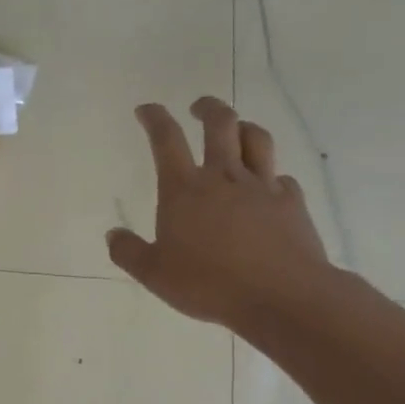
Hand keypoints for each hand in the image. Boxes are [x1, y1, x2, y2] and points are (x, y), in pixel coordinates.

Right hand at [107, 99, 331, 335]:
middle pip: (219, 124)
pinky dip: (271, 175)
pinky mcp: (291, 203)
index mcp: (184, 190)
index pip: (166, 140)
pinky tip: (268, 186)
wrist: (281, 296)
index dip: (155, 118)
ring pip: (256, 139)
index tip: (146, 109)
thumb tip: (113, 235)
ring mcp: (262, 187)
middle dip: (207, 108)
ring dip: (243, 127)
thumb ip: (129, 253)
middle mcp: (223, 178)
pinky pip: (281, 178)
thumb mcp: (154, 275)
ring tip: (236, 130)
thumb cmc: (209, 284)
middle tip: (198, 107)